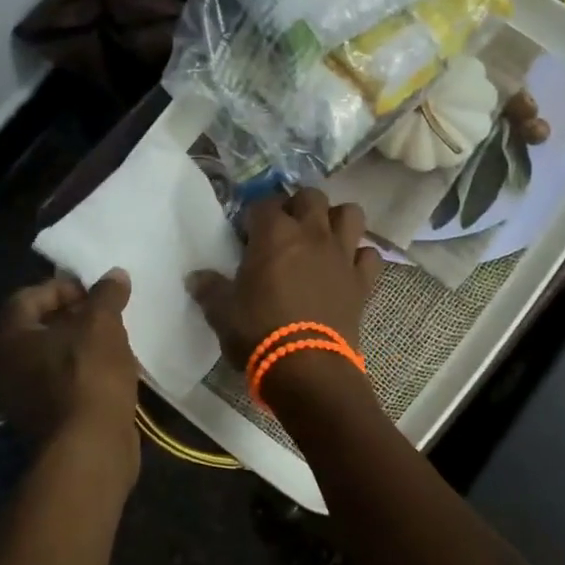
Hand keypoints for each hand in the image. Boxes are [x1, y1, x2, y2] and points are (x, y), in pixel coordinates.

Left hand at [0, 271, 139, 452]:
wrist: (90, 449)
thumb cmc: (88, 376)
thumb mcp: (102, 325)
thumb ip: (106, 296)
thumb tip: (115, 274)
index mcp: (7, 338)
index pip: (29, 296)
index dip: (63, 287)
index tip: (96, 292)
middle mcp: (3, 366)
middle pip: (37, 327)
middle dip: (73, 316)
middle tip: (106, 312)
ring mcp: (19, 396)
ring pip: (50, 357)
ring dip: (79, 344)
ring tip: (113, 338)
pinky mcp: (41, 418)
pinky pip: (59, 382)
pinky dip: (81, 371)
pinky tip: (111, 369)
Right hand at [186, 188, 383, 373]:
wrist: (306, 367)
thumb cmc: (259, 333)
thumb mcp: (222, 312)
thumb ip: (209, 289)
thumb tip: (195, 278)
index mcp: (274, 234)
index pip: (263, 204)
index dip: (253, 216)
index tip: (246, 235)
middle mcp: (312, 233)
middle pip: (311, 196)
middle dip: (297, 206)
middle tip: (285, 230)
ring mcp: (342, 254)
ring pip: (350, 214)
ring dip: (336, 220)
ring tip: (322, 238)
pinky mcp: (363, 280)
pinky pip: (369, 254)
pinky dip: (360, 257)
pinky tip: (347, 268)